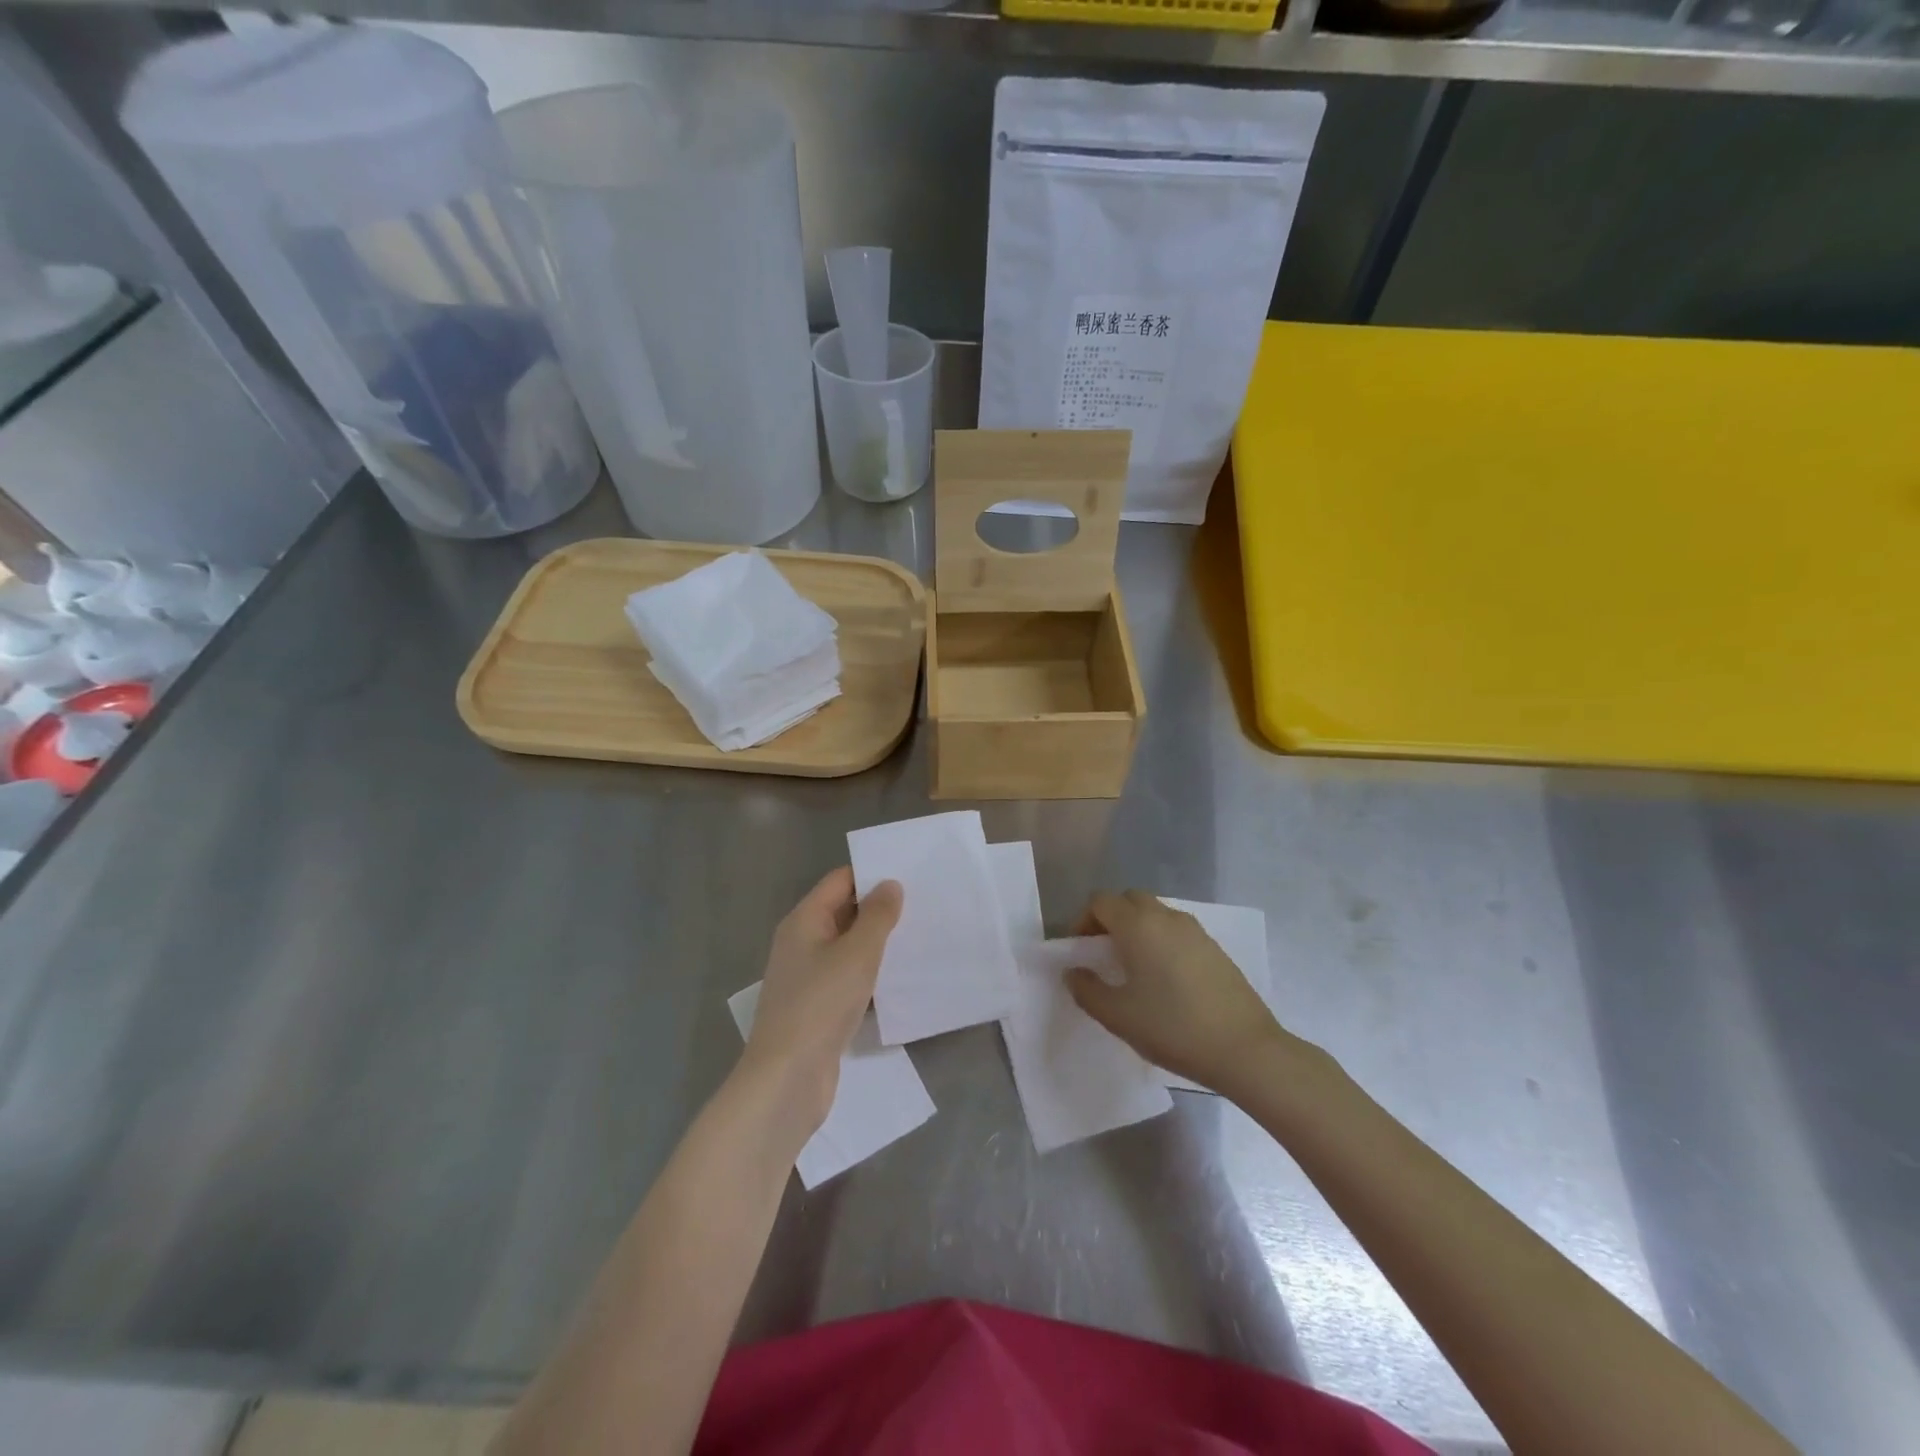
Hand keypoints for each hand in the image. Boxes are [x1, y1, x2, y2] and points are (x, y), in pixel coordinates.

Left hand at [739, 868, 902, 1133]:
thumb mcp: (857, 954)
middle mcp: (801, 943)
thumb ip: (877, 917)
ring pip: (848, 948)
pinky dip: (870, 975)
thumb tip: (890, 884)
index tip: (910, 875)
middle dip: (879, 909)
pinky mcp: (817, 1008)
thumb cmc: (820, 1005)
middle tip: (924, 904)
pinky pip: (848, 978)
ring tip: (920, 937)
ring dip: (878, 944)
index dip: (872, 875)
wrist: (787, 1079)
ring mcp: (808, 977)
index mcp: (804, 921)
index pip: (840, 881)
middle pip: (843, 912)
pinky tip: (900, 980)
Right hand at [1067, 890, 1291, 1099]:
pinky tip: (1166, 978)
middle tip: (1104, 954)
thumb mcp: (1118, 1016)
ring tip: (1135, 968)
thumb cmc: (1172, 1028)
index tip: (1082, 951)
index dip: (1083, 921)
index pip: (1100, 901)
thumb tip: (1073, 972)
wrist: (1244, 1049)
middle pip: (1129, 899)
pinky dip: (1162, 940)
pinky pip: (1177, 930)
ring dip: (1138, 928)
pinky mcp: (1214, 947)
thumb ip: (1086, 990)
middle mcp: (1165, 917)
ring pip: (1156, 913)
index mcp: (1138, 926)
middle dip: (1111, 919)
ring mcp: (1195, 930)